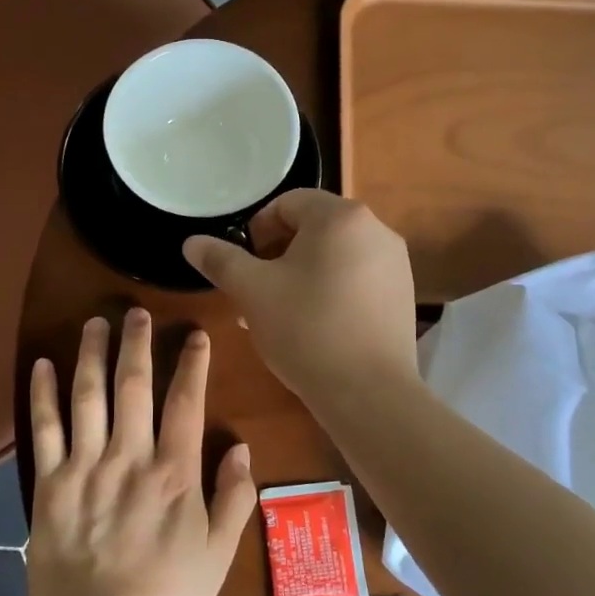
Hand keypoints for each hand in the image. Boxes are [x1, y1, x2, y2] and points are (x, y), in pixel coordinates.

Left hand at [28, 309, 257, 595]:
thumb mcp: (218, 555)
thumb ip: (234, 499)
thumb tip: (241, 447)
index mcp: (174, 473)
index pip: (185, 403)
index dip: (191, 364)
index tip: (195, 335)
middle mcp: (129, 458)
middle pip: (133, 386)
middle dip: (137, 344)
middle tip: (137, 311)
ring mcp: (85, 467)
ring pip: (88, 396)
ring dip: (92, 354)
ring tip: (95, 321)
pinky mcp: (48, 483)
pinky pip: (44, 429)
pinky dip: (43, 394)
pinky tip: (43, 363)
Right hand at [182, 190, 418, 405]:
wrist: (369, 392)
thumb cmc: (306, 329)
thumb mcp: (252, 291)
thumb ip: (220, 260)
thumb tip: (192, 242)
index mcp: (340, 217)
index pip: (288, 203)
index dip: (257, 229)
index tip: (243, 263)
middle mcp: (375, 230)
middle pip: (313, 228)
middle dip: (277, 255)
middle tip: (255, 290)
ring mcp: (395, 264)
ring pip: (335, 256)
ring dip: (301, 275)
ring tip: (278, 313)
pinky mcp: (402, 296)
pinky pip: (357, 280)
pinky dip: (330, 291)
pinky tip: (312, 327)